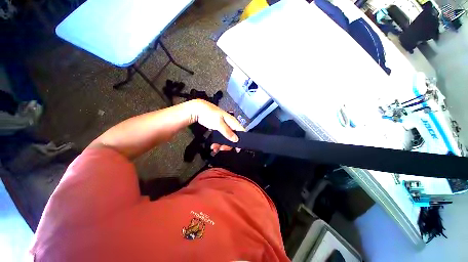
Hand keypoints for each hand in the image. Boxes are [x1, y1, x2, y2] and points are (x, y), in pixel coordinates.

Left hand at [188, 99, 244, 152]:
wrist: (198, 110)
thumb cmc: (210, 114)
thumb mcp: (219, 124)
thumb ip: (227, 132)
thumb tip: (236, 139)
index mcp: (232, 121)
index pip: (241, 131)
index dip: (241, 140)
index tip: (237, 149)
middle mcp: (230, 124)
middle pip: (233, 137)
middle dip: (228, 144)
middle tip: (222, 148)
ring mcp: (224, 127)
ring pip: (227, 138)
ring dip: (221, 144)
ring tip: (214, 147)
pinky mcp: (219, 129)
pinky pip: (221, 137)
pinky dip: (218, 142)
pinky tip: (213, 145)